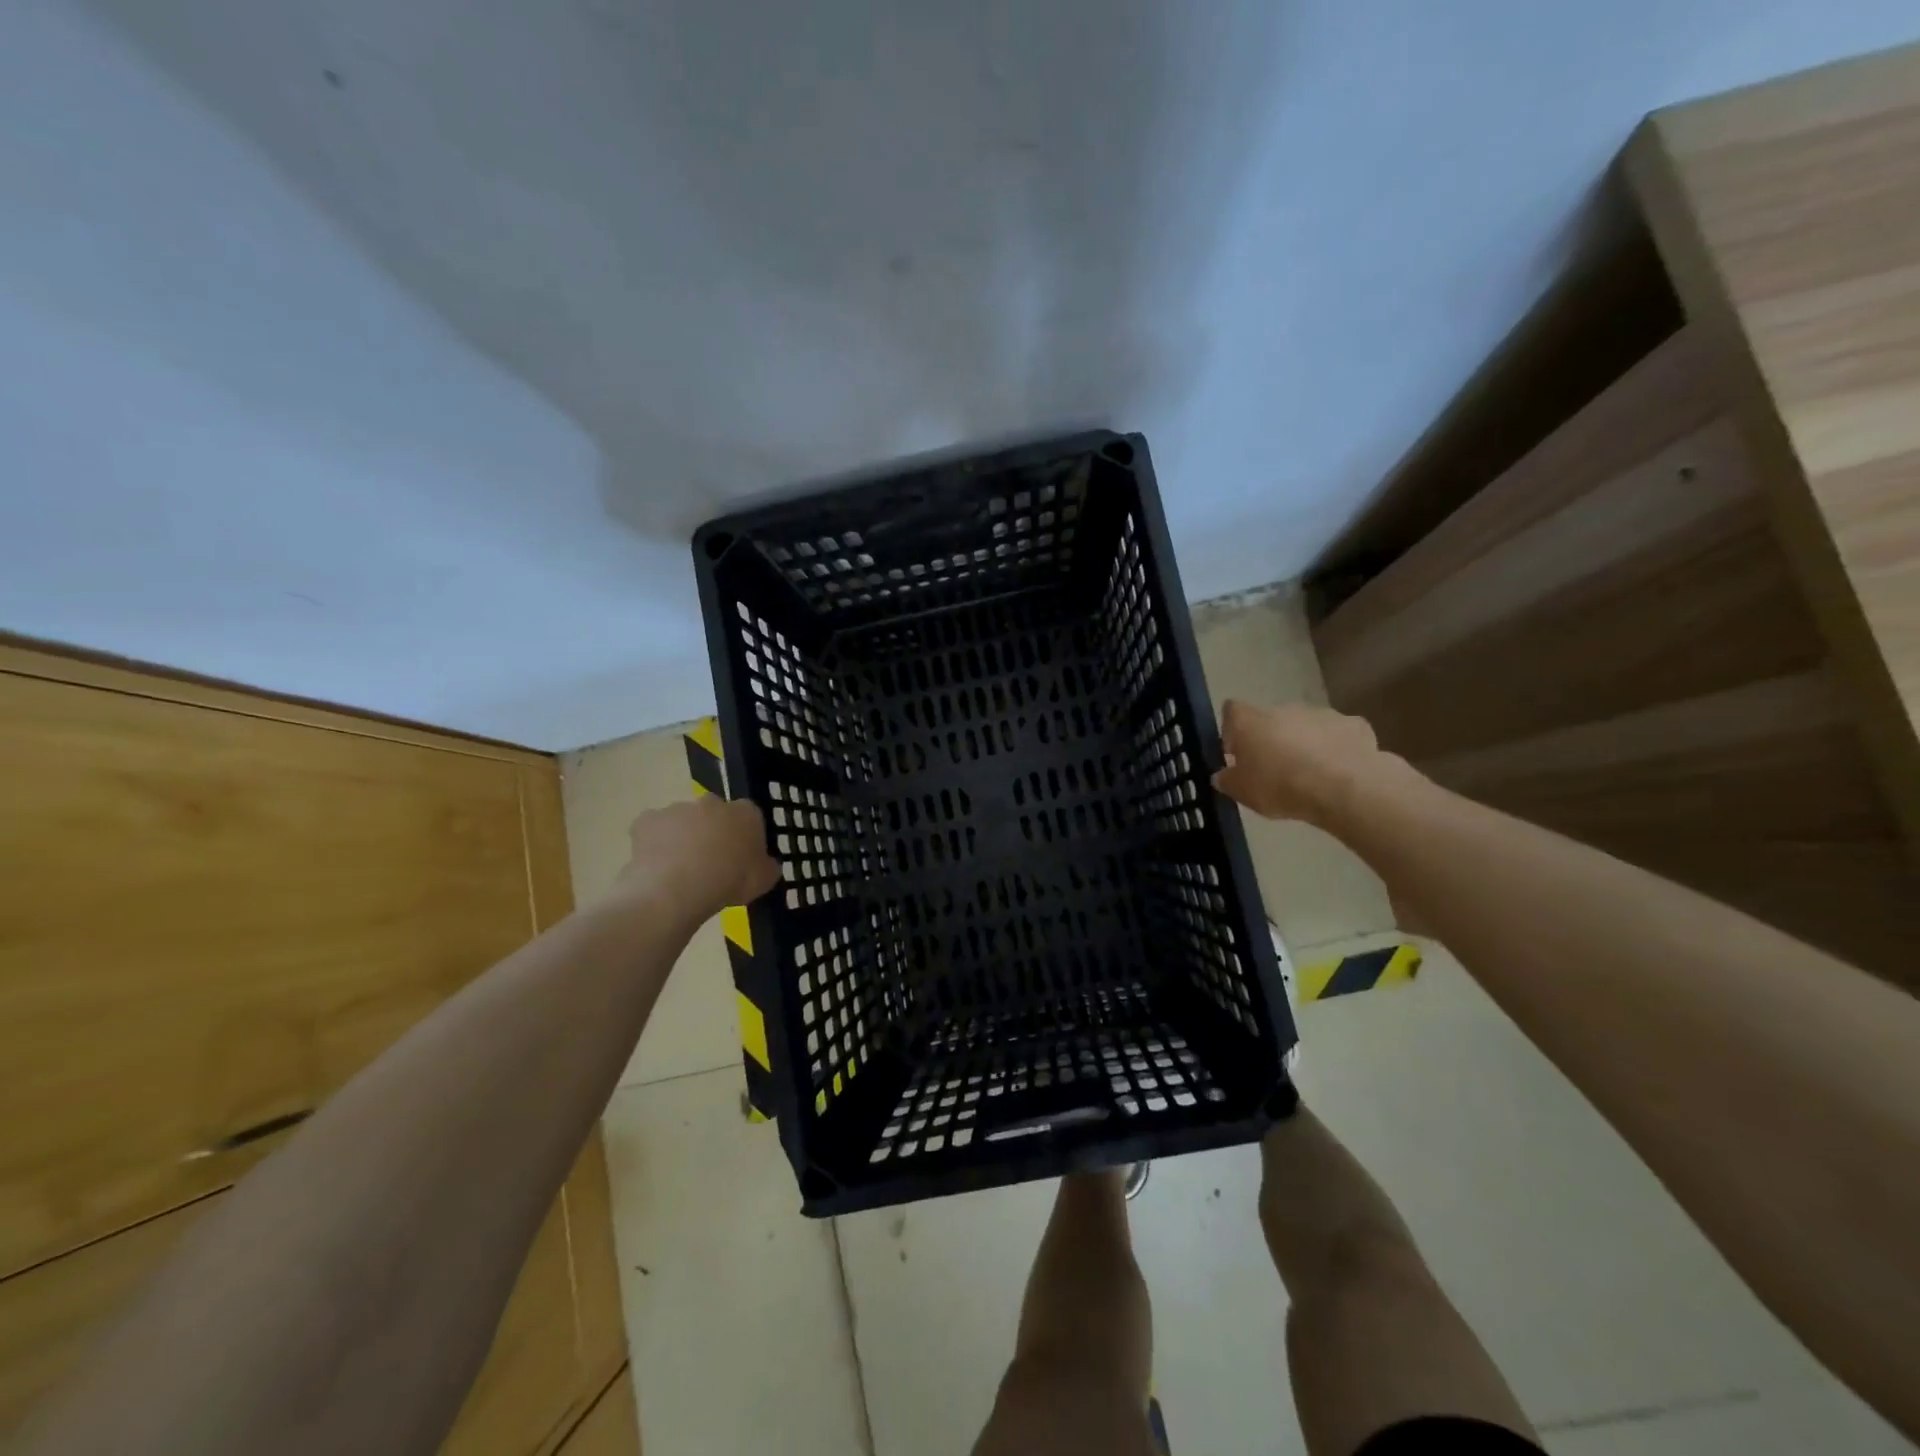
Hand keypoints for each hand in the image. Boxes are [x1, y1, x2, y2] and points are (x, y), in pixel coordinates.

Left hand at [615, 797, 779, 915]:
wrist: (678, 888)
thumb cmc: (730, 881)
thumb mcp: (764, 881)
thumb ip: (767, 867)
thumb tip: (766, 864)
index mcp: (746, 813)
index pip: (750, 816)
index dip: (745, 837)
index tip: (741, 858)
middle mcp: (712, 803)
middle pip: (714, 813)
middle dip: (712, 830)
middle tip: (710, 861)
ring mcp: (678, 808)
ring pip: (682, 820)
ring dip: (683, 836)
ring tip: (680, 869)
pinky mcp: (647, 820)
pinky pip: (653, 829)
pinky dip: (654, 842)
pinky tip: (656, 865)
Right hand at [1212, 700, 1391, 827]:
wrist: (1344, 788)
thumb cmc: (1280, 786)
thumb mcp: (1242, 792)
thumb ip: (1227, 780)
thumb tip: (1222, 775)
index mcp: (1250, 721)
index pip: (1231, 711)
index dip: (1231, 730)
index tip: (1235, 752)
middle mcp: (1284, 708)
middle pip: (1270, 719)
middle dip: (1269, 739)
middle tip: (1272, 770)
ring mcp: (1321, 713)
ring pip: (1305, 725)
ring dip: (1303, 743)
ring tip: (1308, 774)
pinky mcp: (1354, 725)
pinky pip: (1337, 734)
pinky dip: (1335, 747)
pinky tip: (1338, 771)